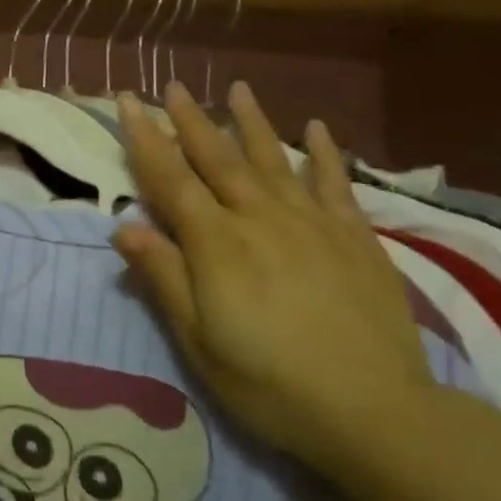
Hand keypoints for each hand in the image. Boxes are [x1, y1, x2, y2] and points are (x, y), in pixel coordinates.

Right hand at [111, 81, 431, 480]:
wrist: (376, 414)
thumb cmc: (270, 384)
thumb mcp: (199, 342)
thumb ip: (164, 278)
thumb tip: (124, 226)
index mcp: (217, 245)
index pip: (170, 180)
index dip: (146, 140)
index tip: (128, 101)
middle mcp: (260, 219)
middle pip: (218, 159)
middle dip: (191, 121)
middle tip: (172, 86)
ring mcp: (312, 224)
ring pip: (274, 160)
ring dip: (252, 122)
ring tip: (237, 89)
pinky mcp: (355, 238)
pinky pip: (335, 185)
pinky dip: (325, 154)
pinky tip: (318, 128)